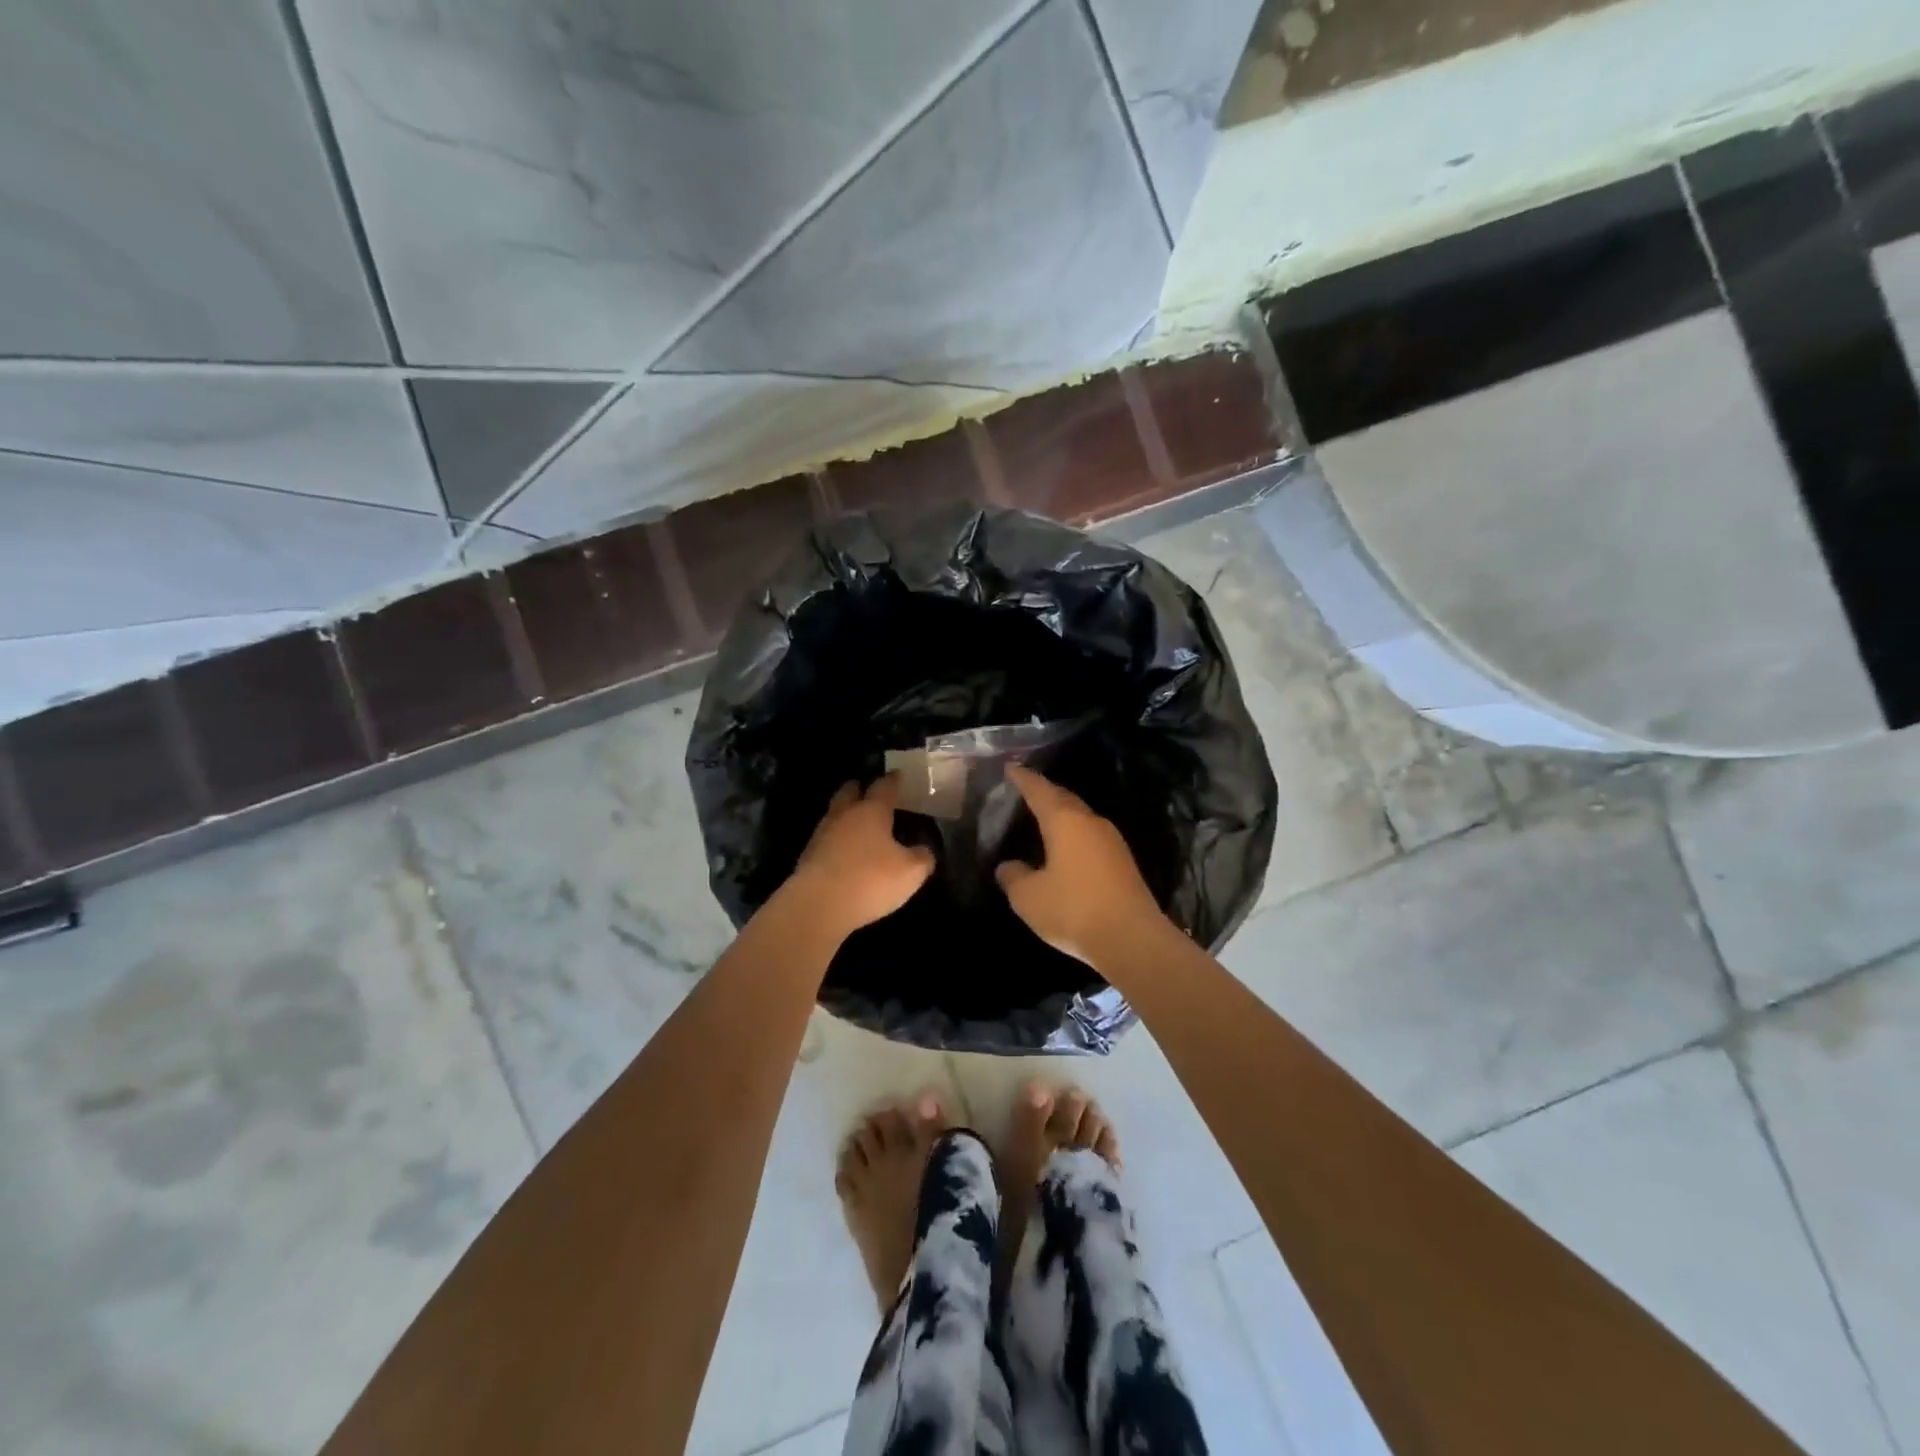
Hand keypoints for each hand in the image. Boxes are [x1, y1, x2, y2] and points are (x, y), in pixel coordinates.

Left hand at [783, 776, 934, 943]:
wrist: (817, 906)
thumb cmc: (870, 880)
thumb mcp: (911, 872)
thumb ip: (922, 857)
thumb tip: (923, 850)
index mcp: (871, 811)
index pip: (884, 786)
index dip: (893, 780)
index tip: (898, 775)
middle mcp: (844, 815)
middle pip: (849, 791)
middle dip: (860, 789)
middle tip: (871, 793)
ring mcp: (822, 834)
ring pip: (835, 814)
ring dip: (846, 816)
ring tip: (859, 825)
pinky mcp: (808, 856)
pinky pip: (826, 839)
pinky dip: (837, 841)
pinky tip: (845, 852)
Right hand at [995, 765, 1169, 968]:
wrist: (1132, 939)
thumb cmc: (1073, 910)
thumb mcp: (1029, 897)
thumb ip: (1014, 877)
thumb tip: (1008, 866)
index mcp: (1065, 821)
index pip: (1039, 790)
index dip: (1023, 778)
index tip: (1011, 767)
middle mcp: (1091, 822)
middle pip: (1064, 798)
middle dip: (1045, 792)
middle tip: (1026, 789)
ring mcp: (1112, 841)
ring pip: (1081, 817)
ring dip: (1062, 813)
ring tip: (1044, 817)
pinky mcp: (1123, 862)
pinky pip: (1091, 836)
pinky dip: (1075, 834)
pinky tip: (1067, 848)